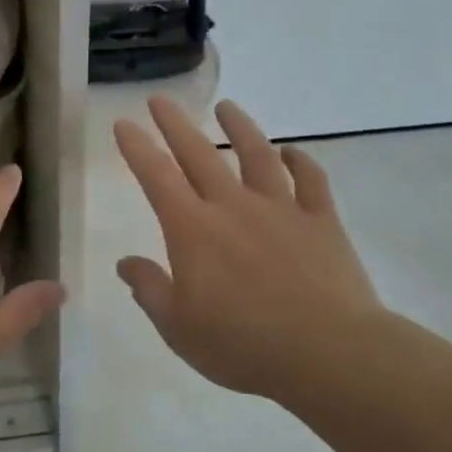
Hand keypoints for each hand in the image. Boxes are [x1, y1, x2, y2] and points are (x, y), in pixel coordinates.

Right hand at [114, 97, 384, 397]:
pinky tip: (292, 152)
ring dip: (240, 127)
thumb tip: (125, 262)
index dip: (137, 148)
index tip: (124, 123)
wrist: (327, 352)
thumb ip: (149, 290)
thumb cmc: (243, 344)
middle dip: (176, 124)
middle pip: (200, 154)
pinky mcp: (321, 221)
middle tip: (161, 99)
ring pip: (257, 155)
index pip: (156, 177)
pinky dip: (301, 161)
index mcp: (194, 230)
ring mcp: (281, 209)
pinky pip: (311, 180)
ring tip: (227, 106)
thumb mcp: (179, 328)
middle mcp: (233, 207)